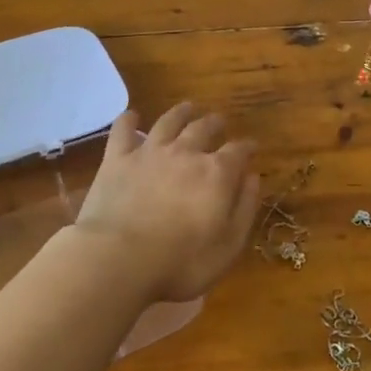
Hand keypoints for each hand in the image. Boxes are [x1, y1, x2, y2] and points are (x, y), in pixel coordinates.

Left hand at [71, 103, 259, 302]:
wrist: (119, 259)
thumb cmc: (181, 263)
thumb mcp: (228, 246)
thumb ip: (244, 208)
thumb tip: (253, 177)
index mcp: (217, 173)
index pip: (238, 151)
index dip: (247, 147)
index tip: (252, 147)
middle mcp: (186, 153)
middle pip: (204, 128)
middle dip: (215, 124)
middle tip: (219, 122)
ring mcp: (150, 152)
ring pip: (169, 121)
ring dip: (181, 113)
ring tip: (188, 107)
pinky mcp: (117, 159)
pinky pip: (123, 131)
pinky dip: (129, 120)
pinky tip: (131, 115)